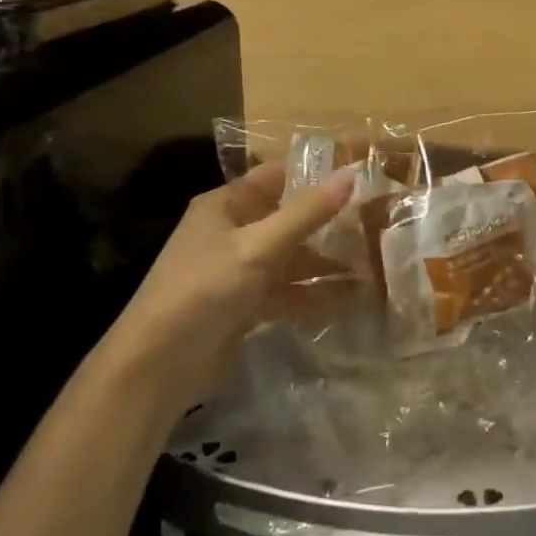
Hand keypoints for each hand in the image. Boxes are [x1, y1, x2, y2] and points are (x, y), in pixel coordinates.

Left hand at [103, 162, 353, 417]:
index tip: (360, 170)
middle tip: (377, 219)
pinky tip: (349, 297)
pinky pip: (286, 292)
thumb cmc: (204, 289)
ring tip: (372, 263)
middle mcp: (231, 232)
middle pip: (287, 219)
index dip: (315, 172)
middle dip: (328, 222)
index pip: (276, 176)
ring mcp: (238, 271)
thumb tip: (351, 176)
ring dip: (325, 262)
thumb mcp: (259, 246)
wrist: (158, 365)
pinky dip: (313, 293)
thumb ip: (306, 214)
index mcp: (225, 205)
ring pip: (290, 258)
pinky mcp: (244, 307)